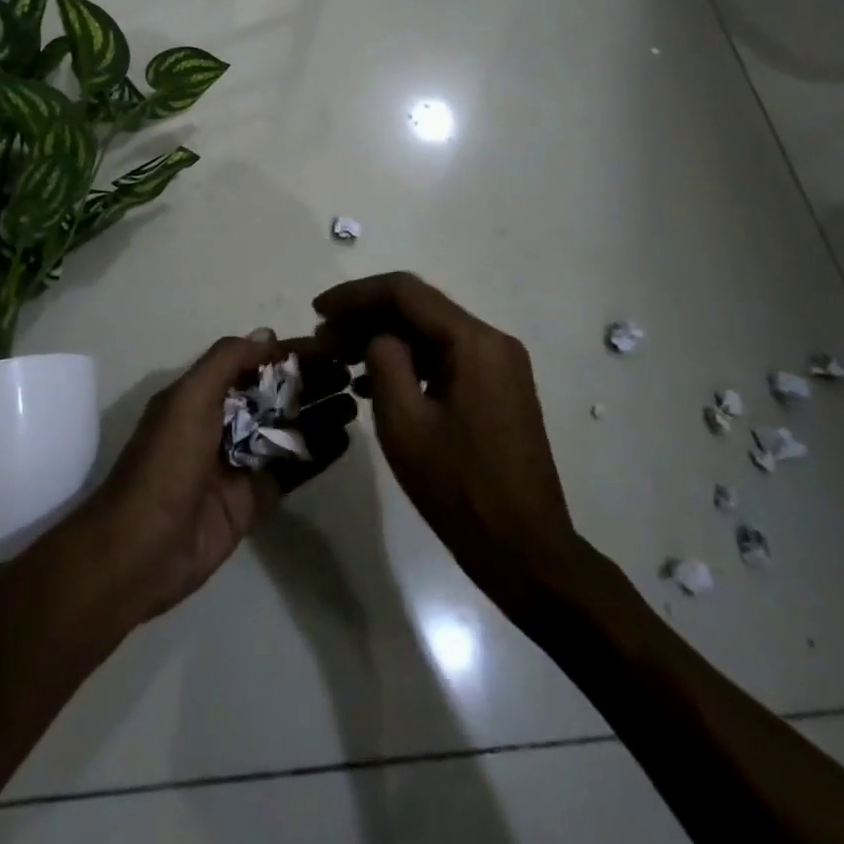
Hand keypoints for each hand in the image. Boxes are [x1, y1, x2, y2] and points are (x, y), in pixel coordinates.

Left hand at [78, 334, 357, 623]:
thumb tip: (268, 335)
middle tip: (351, 373)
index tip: (328, 346)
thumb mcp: (188, 398)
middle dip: (310, 381)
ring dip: (319, 413)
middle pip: (274, 394)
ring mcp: (240, 462)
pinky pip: (292, 469)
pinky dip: (318, 453)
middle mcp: (222, 422)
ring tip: (355, 401)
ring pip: (287, 429)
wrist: (141, 550)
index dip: (288, 353)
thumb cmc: (165, 463)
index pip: (253, 363)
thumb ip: (226, 361)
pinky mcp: (255, 498)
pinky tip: (345, 438)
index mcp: (202, 395)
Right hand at [310, 274, 577, 604]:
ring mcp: (499, 365)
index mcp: (474, 342)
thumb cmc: (459, 489)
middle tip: (323, 339)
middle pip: (419, 309)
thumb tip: (376, 335)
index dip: (355, 295)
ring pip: (430, 334)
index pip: (405, 293)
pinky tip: (372, 385)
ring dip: (385, 340)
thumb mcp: (405, 424)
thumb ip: (384, 362)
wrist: (525, 551)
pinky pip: (445, 359)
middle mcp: (492, 341)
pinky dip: (409, 363)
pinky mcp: (498, 389)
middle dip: (366, 318)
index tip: (318, 311)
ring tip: (340, 360)